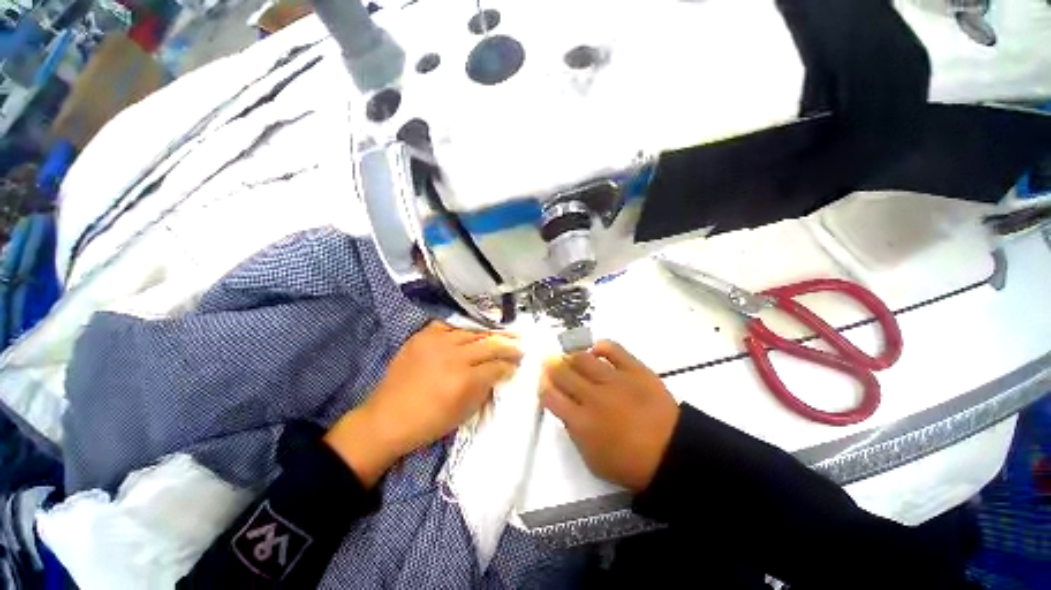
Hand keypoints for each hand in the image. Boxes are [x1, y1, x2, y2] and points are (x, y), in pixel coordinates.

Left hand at [325, 321, 522, 486]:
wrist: (386, 418)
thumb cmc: (429, 422)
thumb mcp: (464, 412)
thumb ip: (486, 388)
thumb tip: (502, 372)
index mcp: (464, 380)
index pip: (497, 365)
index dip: (511, 364)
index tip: (520, 362)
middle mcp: (453, 356)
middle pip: (489, 344)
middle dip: (508, 344)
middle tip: (520, 343)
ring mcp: (436, 342)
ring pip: (473, 331)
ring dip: (491, 332)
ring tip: (504, 332)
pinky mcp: (423, 335)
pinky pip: (450, 324)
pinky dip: (465, 326)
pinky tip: (475, 328)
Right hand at [540, 340, 679, 491]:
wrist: (673, 453)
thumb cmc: (630, 464)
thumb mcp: (593, 459)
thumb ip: (574, 432)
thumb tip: (566, 407)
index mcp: (582, 422)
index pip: (551, 396)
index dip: (544, 386)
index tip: (544, 382)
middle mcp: (593, 397)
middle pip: (563, 373)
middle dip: (553, 367)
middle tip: (551, 363)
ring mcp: (615, 380)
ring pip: (583, 359)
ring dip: (572, 357)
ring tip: (572, 359)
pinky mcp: (635, 370)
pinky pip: (613, 349)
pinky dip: (601, 347)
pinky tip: (596, 350)